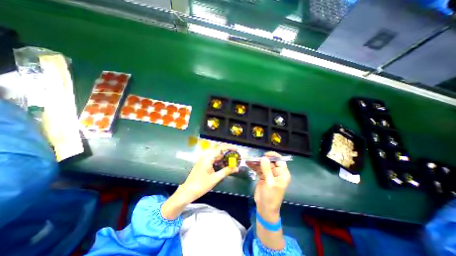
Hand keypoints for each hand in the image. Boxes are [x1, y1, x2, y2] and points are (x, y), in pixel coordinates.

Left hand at [181, 145, 239, 202]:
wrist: (188, 191)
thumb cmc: (201, 185)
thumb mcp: (215, 178)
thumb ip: (226, 171)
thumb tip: (236, 168)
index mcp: (207, 158)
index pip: (220, 149)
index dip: (229, 148)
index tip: (236, 149)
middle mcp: (204, 156)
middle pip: (217, 150)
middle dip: (227, 151)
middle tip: (234, 154)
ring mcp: (202, 159)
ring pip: (215, 154)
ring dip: (223, 155)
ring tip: (230, 159)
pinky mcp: (202, 162)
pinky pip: (211, 157)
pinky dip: (218, 159)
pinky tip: (223, 163)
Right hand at [246, 152, 291, 221]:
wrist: (265, 208)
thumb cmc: (271, 196)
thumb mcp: (269, 183)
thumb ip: (267, 169)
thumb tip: (264, 157)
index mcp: (282, 174)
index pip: (280, 161)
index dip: (273, 156)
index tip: (265, 155)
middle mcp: (276, 172)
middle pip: (270, 162)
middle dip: (262, 159)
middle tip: (253, 157)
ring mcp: (269, 174)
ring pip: (263, 164)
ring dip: (256, 162)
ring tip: (249, 159)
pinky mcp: (263, 176)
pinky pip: (258, 168)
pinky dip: (254, 166)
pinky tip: (248, 163)